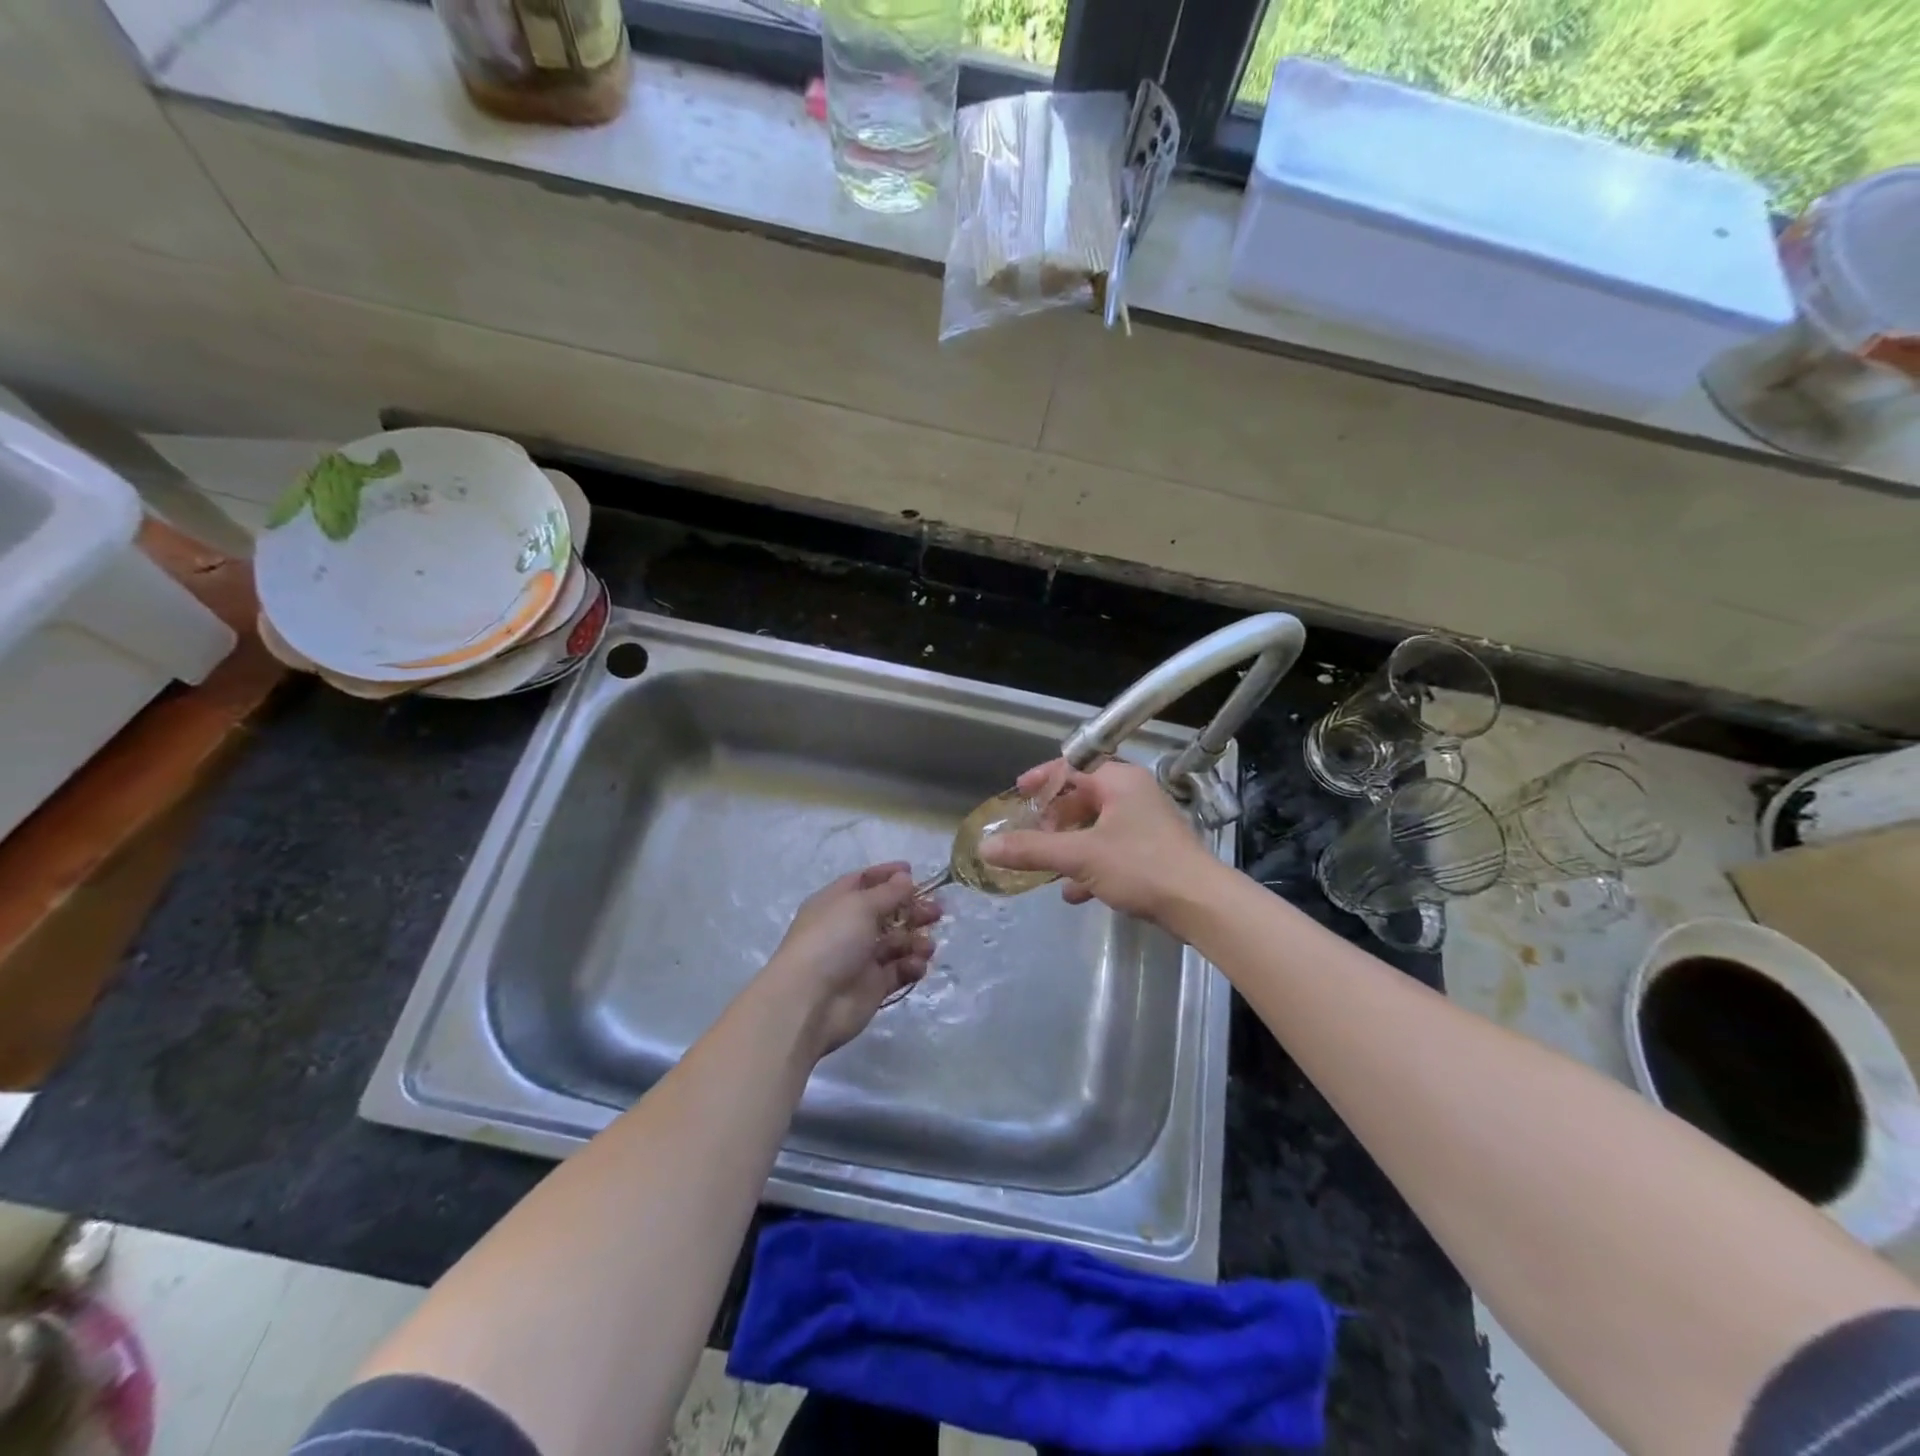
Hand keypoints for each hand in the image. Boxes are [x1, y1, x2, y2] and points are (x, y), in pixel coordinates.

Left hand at [761, 863, 940, 1056]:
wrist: (809, 1002)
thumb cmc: (831, 941)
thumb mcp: (859, 906)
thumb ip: (888, 893)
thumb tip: (905, 878)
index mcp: (836, 903)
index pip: (864, 882)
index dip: (887, 875)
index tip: (914, 872)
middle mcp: (848, 928)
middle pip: (887, 912)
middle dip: (912, 909)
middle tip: (937, 911)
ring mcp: (861, 958)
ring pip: (897, 942)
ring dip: (915, 940)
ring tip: (927, 945)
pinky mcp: (873, 986)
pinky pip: (898, 970)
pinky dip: (911, 966)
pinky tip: (916, 965)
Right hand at [979, 760, 1223, 926]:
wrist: (1201, 905)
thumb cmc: (1141, 866)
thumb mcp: (1080, 856)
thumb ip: (1032, 850)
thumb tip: (986, 847)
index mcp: (1119, 781)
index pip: (1072, 767)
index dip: (1041, 778)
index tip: (1017, 793)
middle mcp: (1133, 795)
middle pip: (1082, 797)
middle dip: (1054, 819)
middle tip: (1031, 836)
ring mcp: (1144, 824)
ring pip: (1095, 827)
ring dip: (1069, 845)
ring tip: (1045, 865)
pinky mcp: (1151, 852)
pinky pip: (1110, 850)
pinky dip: (1089, 865)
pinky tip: (1073, 893)